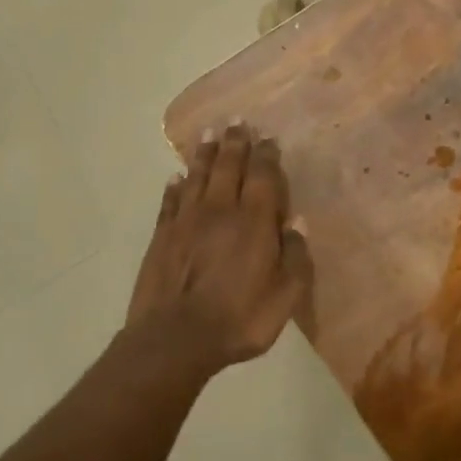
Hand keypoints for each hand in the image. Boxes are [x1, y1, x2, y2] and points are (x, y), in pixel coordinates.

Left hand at [126, 123, 312, 376]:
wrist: (175, 338)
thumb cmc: (239, 319)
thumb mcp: (284, 297)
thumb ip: (295, 258)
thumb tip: (297, 223)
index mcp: (254, 222)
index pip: (262, 176)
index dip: (266, 155)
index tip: (267, 137)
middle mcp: (220, 210)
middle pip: (228, 166)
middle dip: (235, 142)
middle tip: (237, 121)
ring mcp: (187, 220)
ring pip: (198, 176)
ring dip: (205, 153)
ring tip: (209, 134)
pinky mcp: (162, 235)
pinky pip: (170, 200)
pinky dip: (175, 185)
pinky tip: (176, 177)